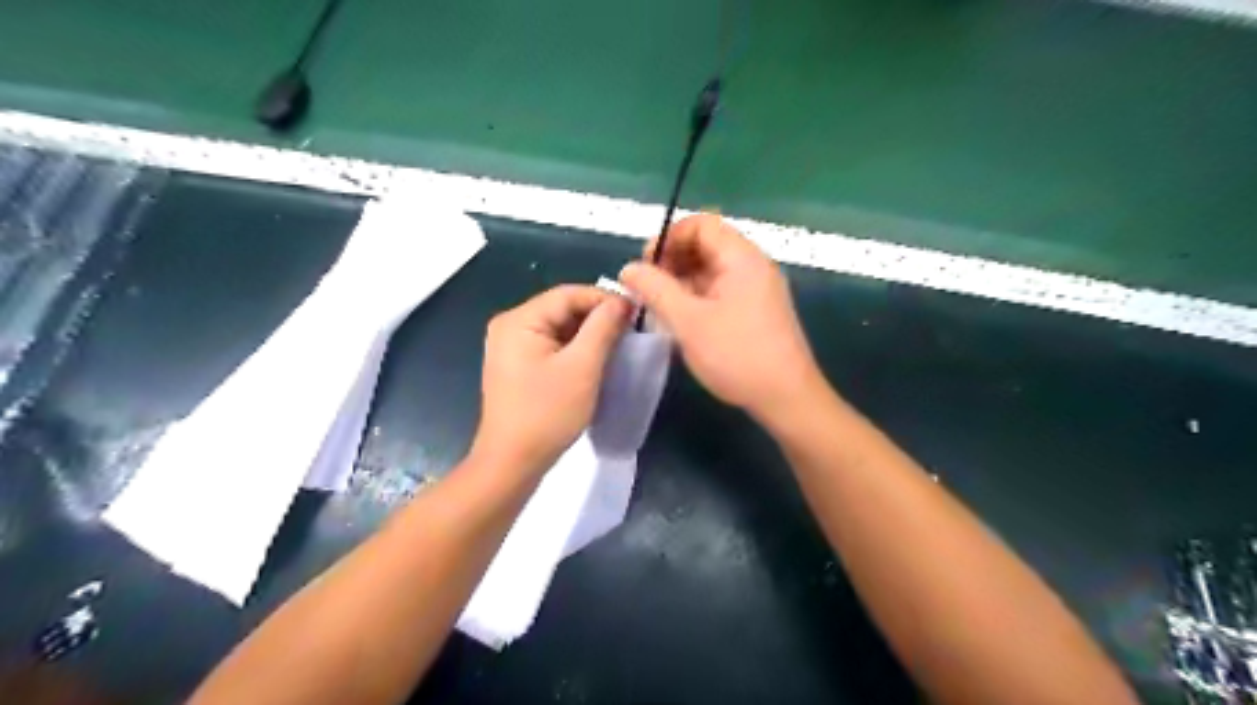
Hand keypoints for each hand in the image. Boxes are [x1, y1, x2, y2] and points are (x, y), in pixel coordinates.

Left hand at [468, 284, 632, 472]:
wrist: (512, 463)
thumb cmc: (547, 414)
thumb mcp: (582, 367)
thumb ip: (603, 327)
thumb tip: (623, 302)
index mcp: (519, 320)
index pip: (569, 294)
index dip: (605, 299)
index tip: (637, 312)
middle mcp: (510, 326)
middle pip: (562, 309)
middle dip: (598, 317)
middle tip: (631, 330)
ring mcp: (511, 347)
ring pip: (559, 328)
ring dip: (589, 334)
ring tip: (619, 344)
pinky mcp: (518, 366)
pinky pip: (552, 346)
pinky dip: (576, 349)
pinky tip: (596, 360)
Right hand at [621, 214, 821, 419]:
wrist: (786, 397)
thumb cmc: (736, 355)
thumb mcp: (688, 321)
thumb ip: (655, 290)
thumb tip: (628, 269)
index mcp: (741, 258)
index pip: (701, 224)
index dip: (669, 237)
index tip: (646, 265)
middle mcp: (752, 266)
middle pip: (706, 245)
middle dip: (672, 260)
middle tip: (648, 289)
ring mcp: (756, 289)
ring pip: (711, 270)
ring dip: (682, 281)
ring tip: (659, 307)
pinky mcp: (755, 311)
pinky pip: (720, 291)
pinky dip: (696, 298)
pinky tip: (680, 320)